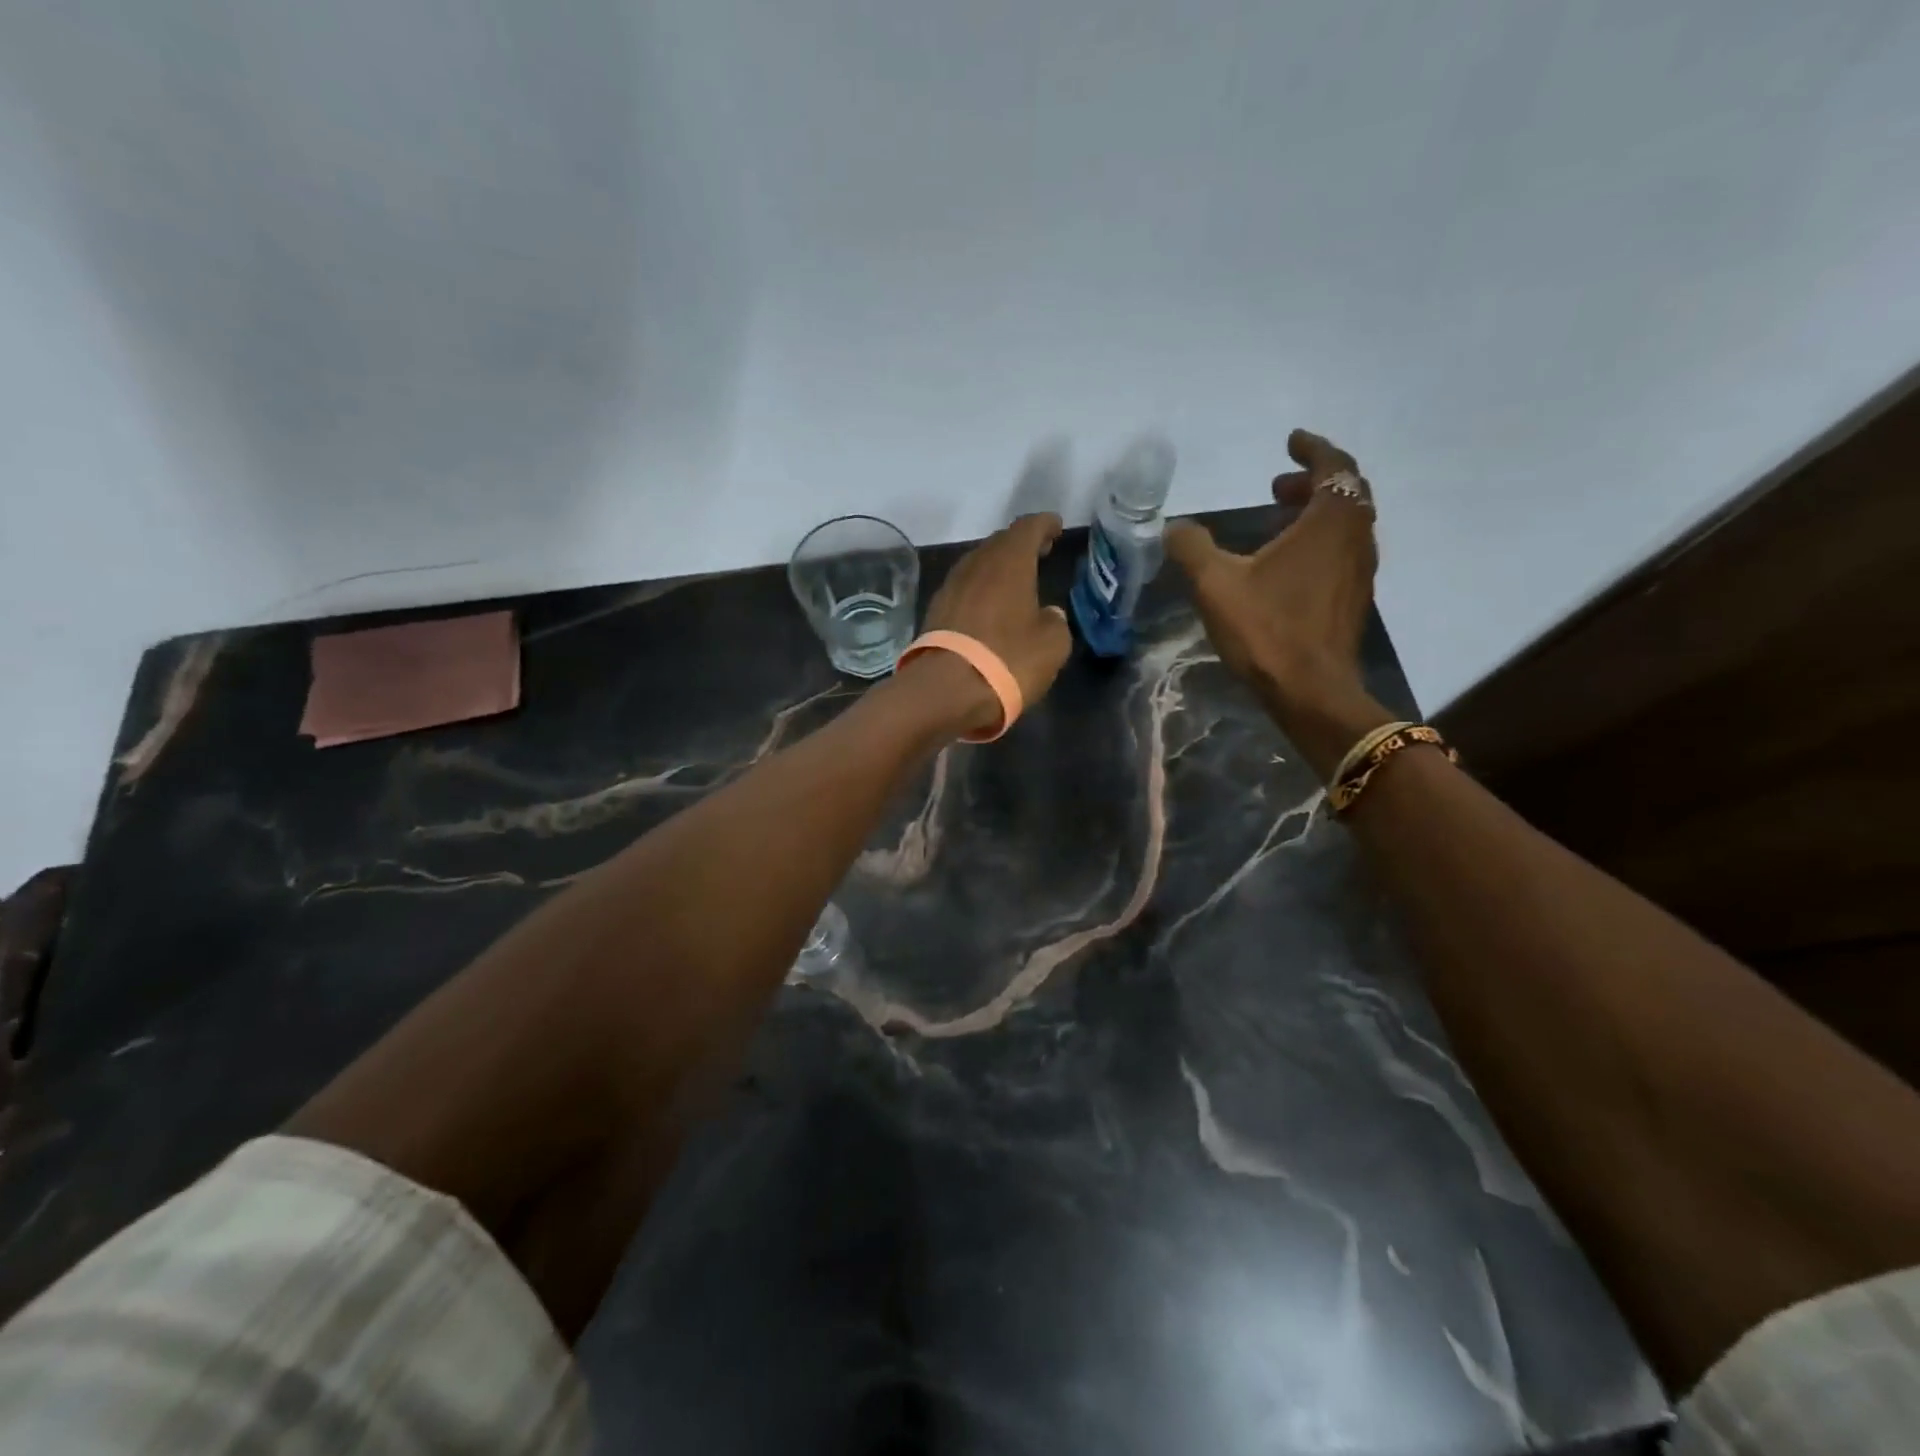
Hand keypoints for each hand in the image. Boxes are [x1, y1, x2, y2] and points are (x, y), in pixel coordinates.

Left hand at [905, 513, 1073, 735]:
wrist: (946, 690)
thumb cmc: (1008, 661)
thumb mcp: (1052, 645)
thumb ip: (1055, 622)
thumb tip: (1048, 614)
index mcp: (1009, 563)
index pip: (1028, 528)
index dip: (1044, 525)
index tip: (1056, 527)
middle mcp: (976, 565)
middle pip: (999, 543)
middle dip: (1020, 544)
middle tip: (1039, 552)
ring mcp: (951, 587)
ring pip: (978, 565)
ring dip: (997, 568)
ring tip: (1015, 580)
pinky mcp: (935, 611)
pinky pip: (964, 589)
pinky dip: (980, 590)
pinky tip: (989, 607)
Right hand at [1166, 430, 1378, 727]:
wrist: (1311, 692)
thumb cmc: (1267, 630)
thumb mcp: (1216, 584)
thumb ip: (1192, 548)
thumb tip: (1174, 527)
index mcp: (1330, 522)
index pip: (1334, 466)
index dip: (1312, 449)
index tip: (1291, 441)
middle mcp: (1355, 539)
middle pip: (1346, 492)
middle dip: (1312, 481)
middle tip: (1277, 483)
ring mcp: (1360, 571)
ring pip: (1347, 523)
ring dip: (1316, 512)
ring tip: (1277, 520)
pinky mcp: (1353, 599)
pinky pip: (1343, 551)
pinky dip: (1320, 540)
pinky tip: (1286, 564)